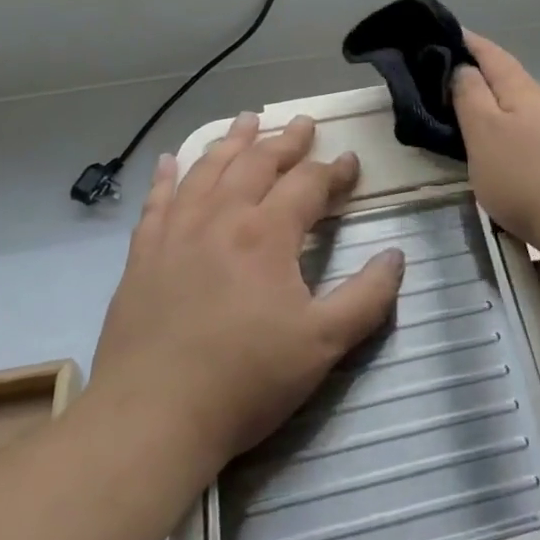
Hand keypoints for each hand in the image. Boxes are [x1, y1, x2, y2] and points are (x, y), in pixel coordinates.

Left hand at [89, 113, 405, 466]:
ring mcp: (176, 233)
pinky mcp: (143, 255)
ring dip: (232, 141)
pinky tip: (169, 159)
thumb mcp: (323, 345)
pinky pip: (157, 201)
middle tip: (303, 123)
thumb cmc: (244, 381)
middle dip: (286, 141)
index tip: (351, 162)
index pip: (308, 184)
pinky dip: (167, 175)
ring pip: (208, 170)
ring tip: (247, 120)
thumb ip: (367, 297)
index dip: (334, 171)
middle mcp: (222, 218)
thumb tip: (396, 255)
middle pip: (258, 163)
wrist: (149, 419)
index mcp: (267, 233)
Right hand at [452, 33, 539, 263]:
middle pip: (507, 77)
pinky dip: (505, 129)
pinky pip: (526, 132)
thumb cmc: (526, 175)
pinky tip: (497, 147)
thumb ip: (470, 96)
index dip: (467, 40)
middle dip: (478, 72)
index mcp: (522, 89)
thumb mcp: (484, 132)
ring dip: (492, 103)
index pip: (491, 53)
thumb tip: (463, 67)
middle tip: (442, 76)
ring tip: (463, 113)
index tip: (443, 32)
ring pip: (518, 107)